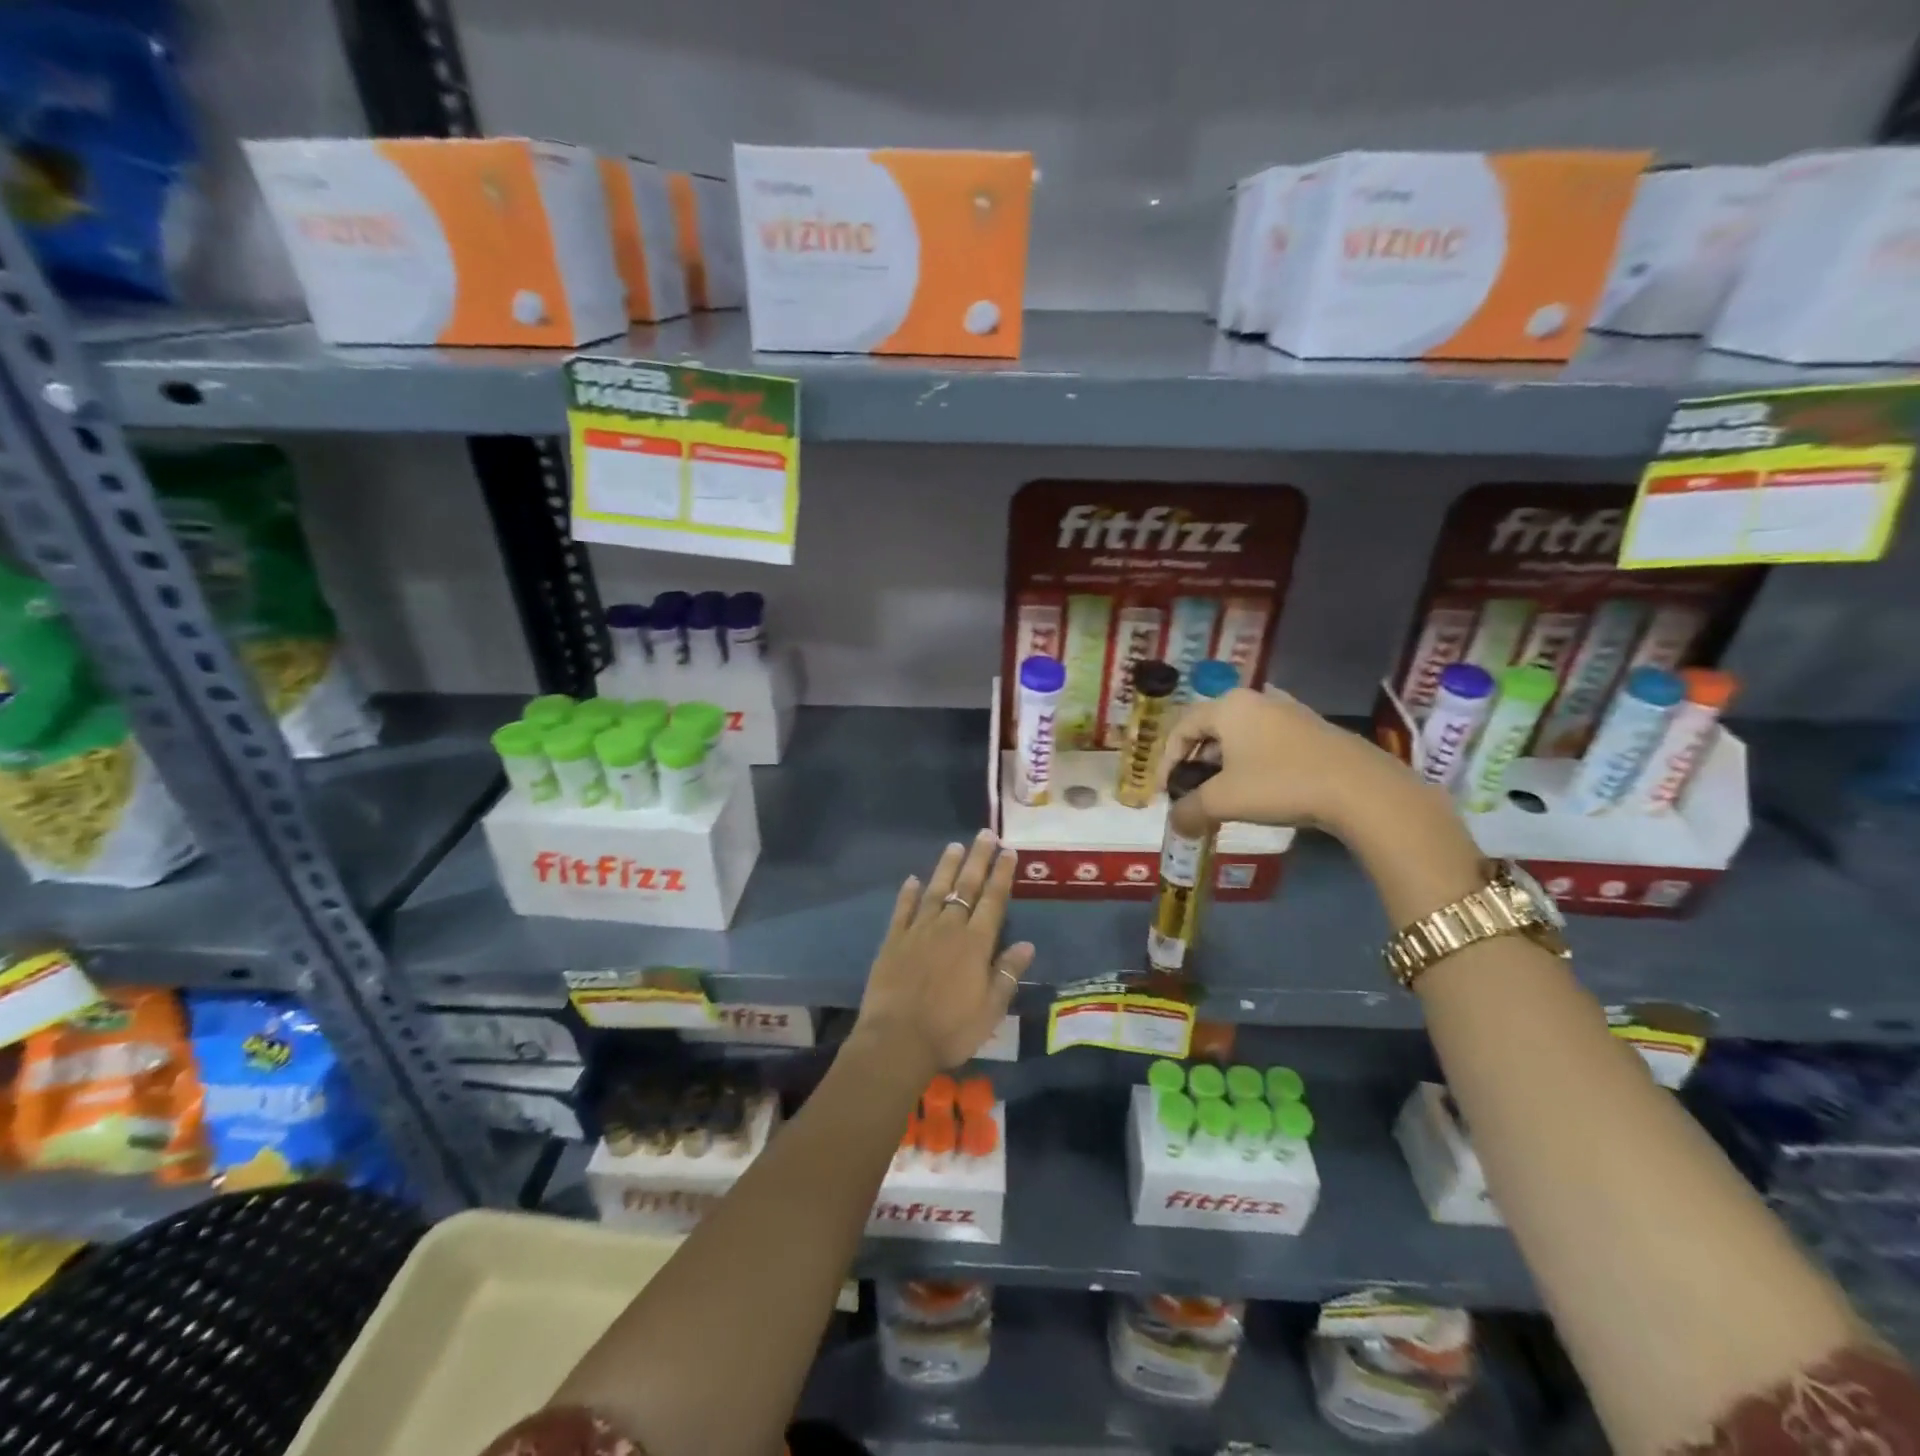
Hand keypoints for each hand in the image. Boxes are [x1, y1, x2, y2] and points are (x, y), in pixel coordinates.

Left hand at [853, 830, 1034, 1079]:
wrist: (897, 1040)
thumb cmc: (951, 1029)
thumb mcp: (990, 1009)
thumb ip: (1007, 973)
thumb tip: (1027, 944)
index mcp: (975, 944)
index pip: (993, 900)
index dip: (1002, 874)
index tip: (1009, 851)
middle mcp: (948, 928)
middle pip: (965, 887)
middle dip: (978, 859)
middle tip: (985, 834)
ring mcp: (918, 931)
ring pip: (935, 890)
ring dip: (946, 867)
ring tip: (954, 846)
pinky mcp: (892, 941)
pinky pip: (902, 910)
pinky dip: (908, 893)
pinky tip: (912, 879)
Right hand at [1158, 687, 1424, 838]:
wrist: (1361, 789)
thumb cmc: (1279, 784)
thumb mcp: (1223, 801)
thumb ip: (1189, 811)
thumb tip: (1175, 825)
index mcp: (1228, 706)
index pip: (1181, 727)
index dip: (1166, 761)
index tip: (1166, 792)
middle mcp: (1256, 700)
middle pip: (1211, 729)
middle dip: (1195, 763)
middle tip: (1192, 792)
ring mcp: (1289, 712)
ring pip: (1241, 736)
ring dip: (1224, 765)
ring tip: (1224, 795)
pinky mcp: (1314, 730)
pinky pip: (1268, 743)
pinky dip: (1253, 764)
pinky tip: (1260, 790)